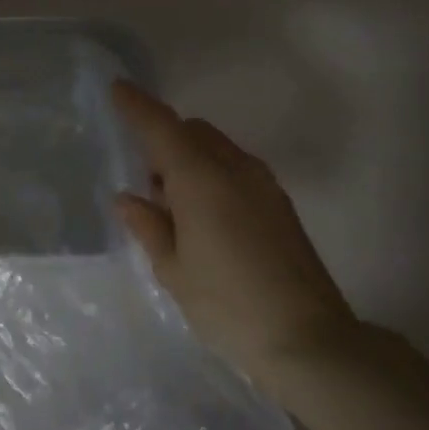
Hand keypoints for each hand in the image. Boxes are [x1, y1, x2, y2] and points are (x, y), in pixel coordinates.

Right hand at [111, 80, 357, 388]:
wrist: (310, 341)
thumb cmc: (227, 305)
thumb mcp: (173, 269)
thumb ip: (148, 226)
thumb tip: (129, 198)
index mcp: (201, 180)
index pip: (162, 127)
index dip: (138, 106)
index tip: (117, 88)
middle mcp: (235, 170)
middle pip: (193, 131)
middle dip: (165, 139)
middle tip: (146, 182)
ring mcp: (264, 186)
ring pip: (217, 149)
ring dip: (190, 159)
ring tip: (174, 209)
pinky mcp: (281, 206)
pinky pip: (236, 170)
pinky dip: (213, 175)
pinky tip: (205, 220)